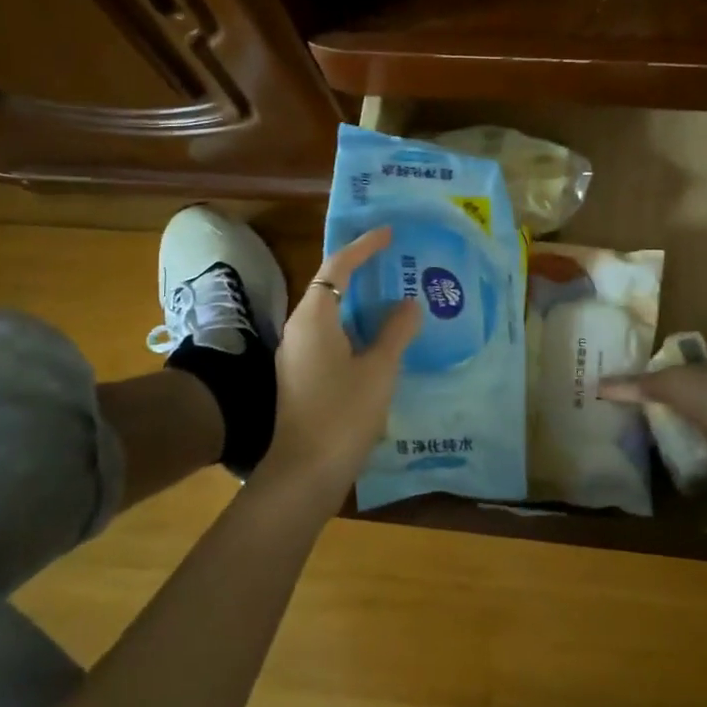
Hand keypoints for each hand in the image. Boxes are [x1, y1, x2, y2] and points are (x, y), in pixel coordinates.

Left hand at [261, 227, 419, 494]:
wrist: (305, 473)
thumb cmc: (343, 414)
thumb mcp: (378, 370)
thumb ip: (396, 331)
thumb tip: (409, 303)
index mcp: (314, 318)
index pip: (337, 267)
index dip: (363, 247)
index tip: (389, 233)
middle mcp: (300, 329)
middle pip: (330, 286)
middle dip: (362, 271)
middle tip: (396, 261)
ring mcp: (297, 354)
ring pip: (331, 313)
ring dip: (359, 301)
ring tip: (393, 295)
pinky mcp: (302, 375)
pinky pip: (330, 335)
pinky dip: (354, 326)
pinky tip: (379, 338)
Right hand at [599, 367, 706, 487]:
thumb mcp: (669, 383)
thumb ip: (636, 385)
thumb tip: (598, 384)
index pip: (682, 366)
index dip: (658, 373)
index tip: (632, 385)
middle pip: (688, 397)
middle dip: (665, 405)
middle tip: (630, 414)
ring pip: (696, 425)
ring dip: (678, 432)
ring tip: (642, 439)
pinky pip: (703, 453)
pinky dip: (689, 457)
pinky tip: (667, 461)